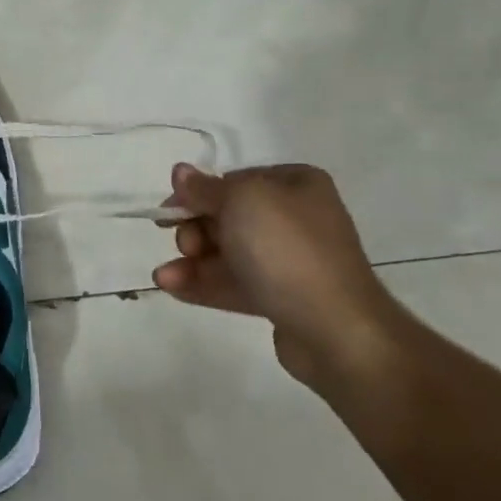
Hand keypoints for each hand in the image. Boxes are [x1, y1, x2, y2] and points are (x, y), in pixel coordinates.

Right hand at [153, 162, 406, 388]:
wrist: (335, 328)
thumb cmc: (287, 250)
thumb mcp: (241, 201)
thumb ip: (205, 187)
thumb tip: (180, 172)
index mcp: (295, 185)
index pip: (234, 180)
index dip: (198, 194)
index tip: (170, 209)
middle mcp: (295, 218)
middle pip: (226, 217)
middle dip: (193, 230)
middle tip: (185, 246)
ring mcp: (289, 260)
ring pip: (225, 253)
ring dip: (190, 261)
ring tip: (165, 277)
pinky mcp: (280, 297)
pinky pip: (233, 283)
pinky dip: (201, 283)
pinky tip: (171, 287)